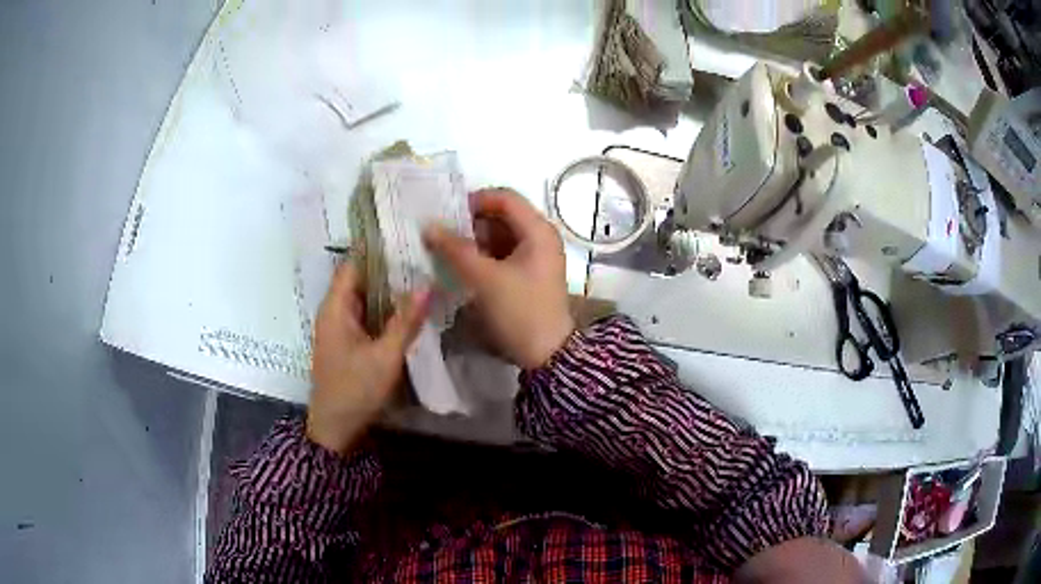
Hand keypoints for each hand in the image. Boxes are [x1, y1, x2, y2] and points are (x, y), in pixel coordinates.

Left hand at [306, 264, 429, 454]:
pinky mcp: (347, 341)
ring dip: (387, 288)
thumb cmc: (355, 390)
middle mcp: (334, 311)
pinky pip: (366, 314)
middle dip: (387, 267)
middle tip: (421, 254)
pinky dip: (384, 308)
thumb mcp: (385, 356)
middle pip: (359, 278)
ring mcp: (339, 327)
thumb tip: (427, 285)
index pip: (352, 264)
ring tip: (420, 274)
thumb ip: (405, 321)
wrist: (335, 428)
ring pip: (364, 297)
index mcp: (336, 308)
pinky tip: (407, 306)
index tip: (403, 234)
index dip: (375, 248)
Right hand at [424, 188, 573, 369]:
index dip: (474, 201)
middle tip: (440, 235)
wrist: (547, 355)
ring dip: (473, 241)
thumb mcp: (485, 278)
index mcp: (538, 230)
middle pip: (502, 216)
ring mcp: (536, 257)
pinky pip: (502, 255)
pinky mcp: (529, 275)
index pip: (504, 197)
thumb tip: (429, 226)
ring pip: (500, 236)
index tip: (445, 215)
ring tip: (445, 251)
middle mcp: (541, 237)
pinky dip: (482, 256)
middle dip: (470, 223)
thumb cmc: (520, 311)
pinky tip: (461, 267)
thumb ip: (455, 249)